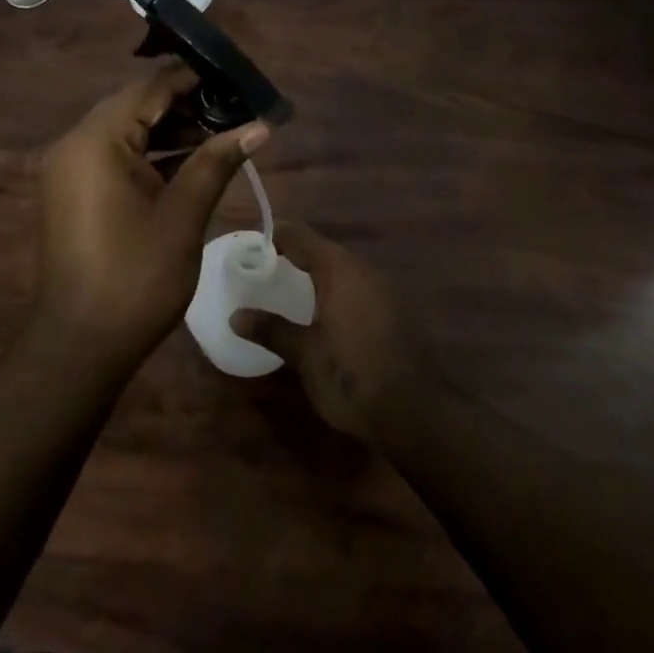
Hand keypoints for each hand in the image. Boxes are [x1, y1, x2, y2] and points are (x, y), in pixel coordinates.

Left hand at [34, 63, 269, 365]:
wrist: (80, 345)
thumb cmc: (136, 277)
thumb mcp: (184, 215)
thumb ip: (217, 162)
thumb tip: (259, 126)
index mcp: (96, 140)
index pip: (150, 88)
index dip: (194, 80)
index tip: (235, 81)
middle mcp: (75, 144)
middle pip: (136, 107)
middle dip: (186, 106)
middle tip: (235, 111)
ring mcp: (69, 169)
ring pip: (126, 133)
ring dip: (170, 133)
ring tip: (221, 137)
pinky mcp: (73, 192)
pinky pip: (114, 158)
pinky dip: (149, 156)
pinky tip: (190, 164)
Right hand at [232, 225, 440, 441]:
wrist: (417, 415)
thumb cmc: (353, 376)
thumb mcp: (305, 355)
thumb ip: (272, 329)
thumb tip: (236, 316)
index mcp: (340, 270)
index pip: (301, 236)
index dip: (275, 236)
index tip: (251, 248)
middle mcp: (365, 272)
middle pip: (324, 252)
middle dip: (295, 257)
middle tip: (265, 272)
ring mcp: (386, 293)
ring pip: (343, 273)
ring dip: (317, 277)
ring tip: (289, 293)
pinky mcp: (396, 316)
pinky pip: (358, 292)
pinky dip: (336, 295)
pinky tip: (323, 318)